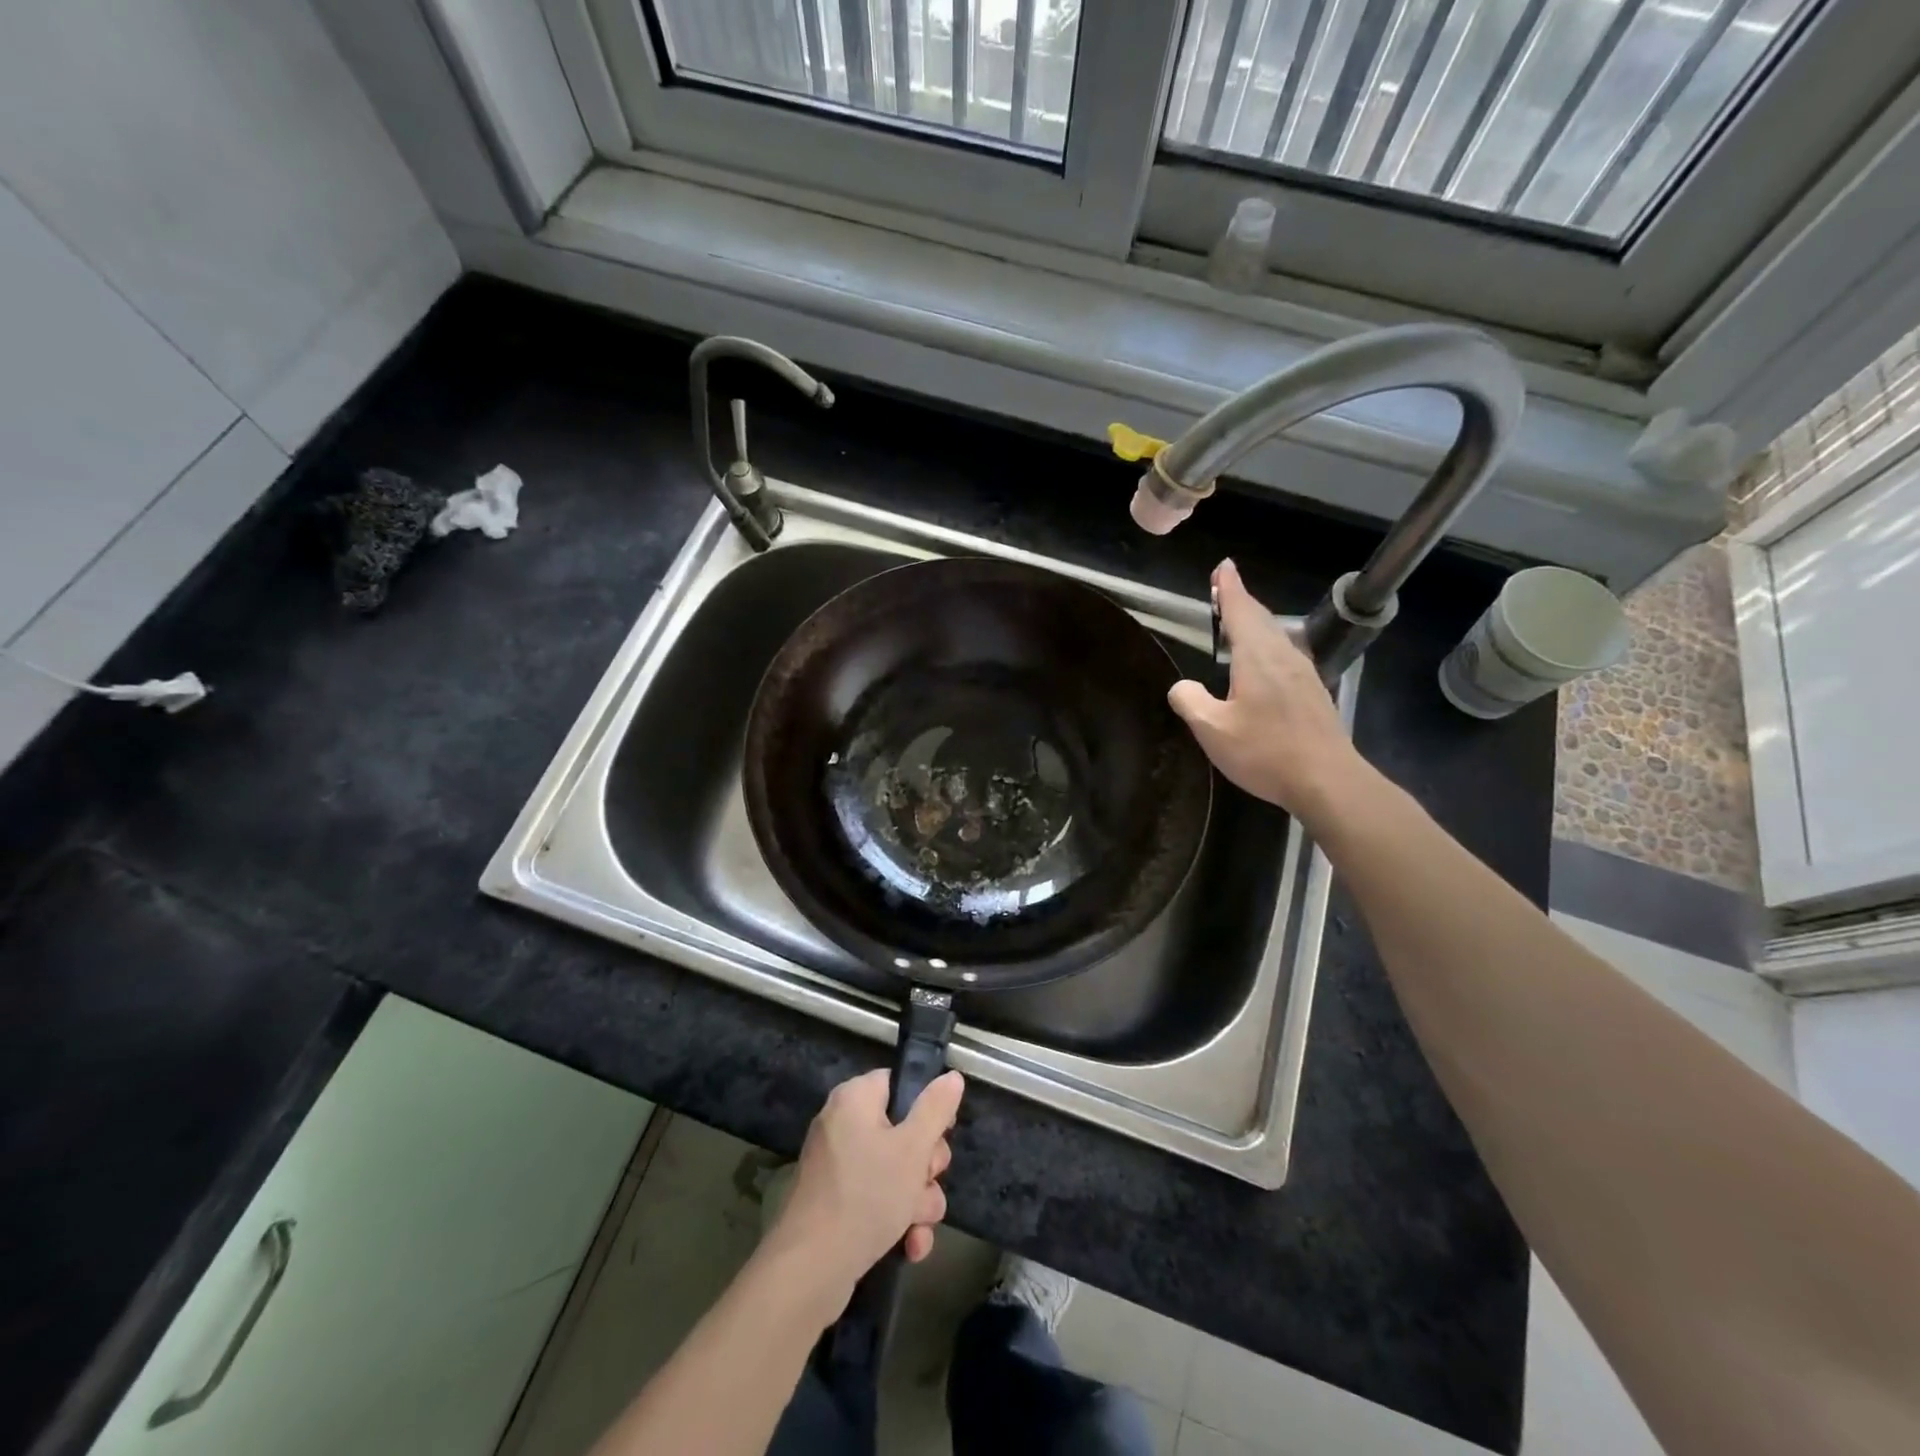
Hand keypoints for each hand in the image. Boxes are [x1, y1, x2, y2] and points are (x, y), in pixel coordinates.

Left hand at [764, 1068, 963, 1305]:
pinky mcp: (838, 1205)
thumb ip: (935, 1109)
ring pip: (897, 1172)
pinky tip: (911, 1247)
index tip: (943, 1134)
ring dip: (918, 1201)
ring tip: (919, 1227)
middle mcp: (844, 1126)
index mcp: (855, 1099)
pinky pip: (879, 1200)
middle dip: (926, 1166)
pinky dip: (897, 1221)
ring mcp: (840, 1168)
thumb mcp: (912, 1149)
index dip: (927, 1107)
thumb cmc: (865, 1196)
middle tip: (928, 1181)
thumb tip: (952, 1077)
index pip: (899, 1084)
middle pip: (903, 1131)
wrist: (810, 1272)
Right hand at [1169, 559, 1366, 823]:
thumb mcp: (1212, 730)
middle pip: (1261, 619)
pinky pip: (1285, 657)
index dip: (1230, 588)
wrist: (1327, 781)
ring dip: (1256, 625)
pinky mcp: (1313, 694)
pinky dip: (1268, 647)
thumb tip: (1181, 687)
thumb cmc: (1266, 752)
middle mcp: (1284, 656)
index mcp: (1257, 657)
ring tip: (1238, 624)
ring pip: (1276, 637)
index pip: (1241, 610)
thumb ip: (1190, 701)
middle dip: (1241, 603)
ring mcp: (1304, 674)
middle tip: (1224, 591)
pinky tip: (1263, 665)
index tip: (1223, 567)